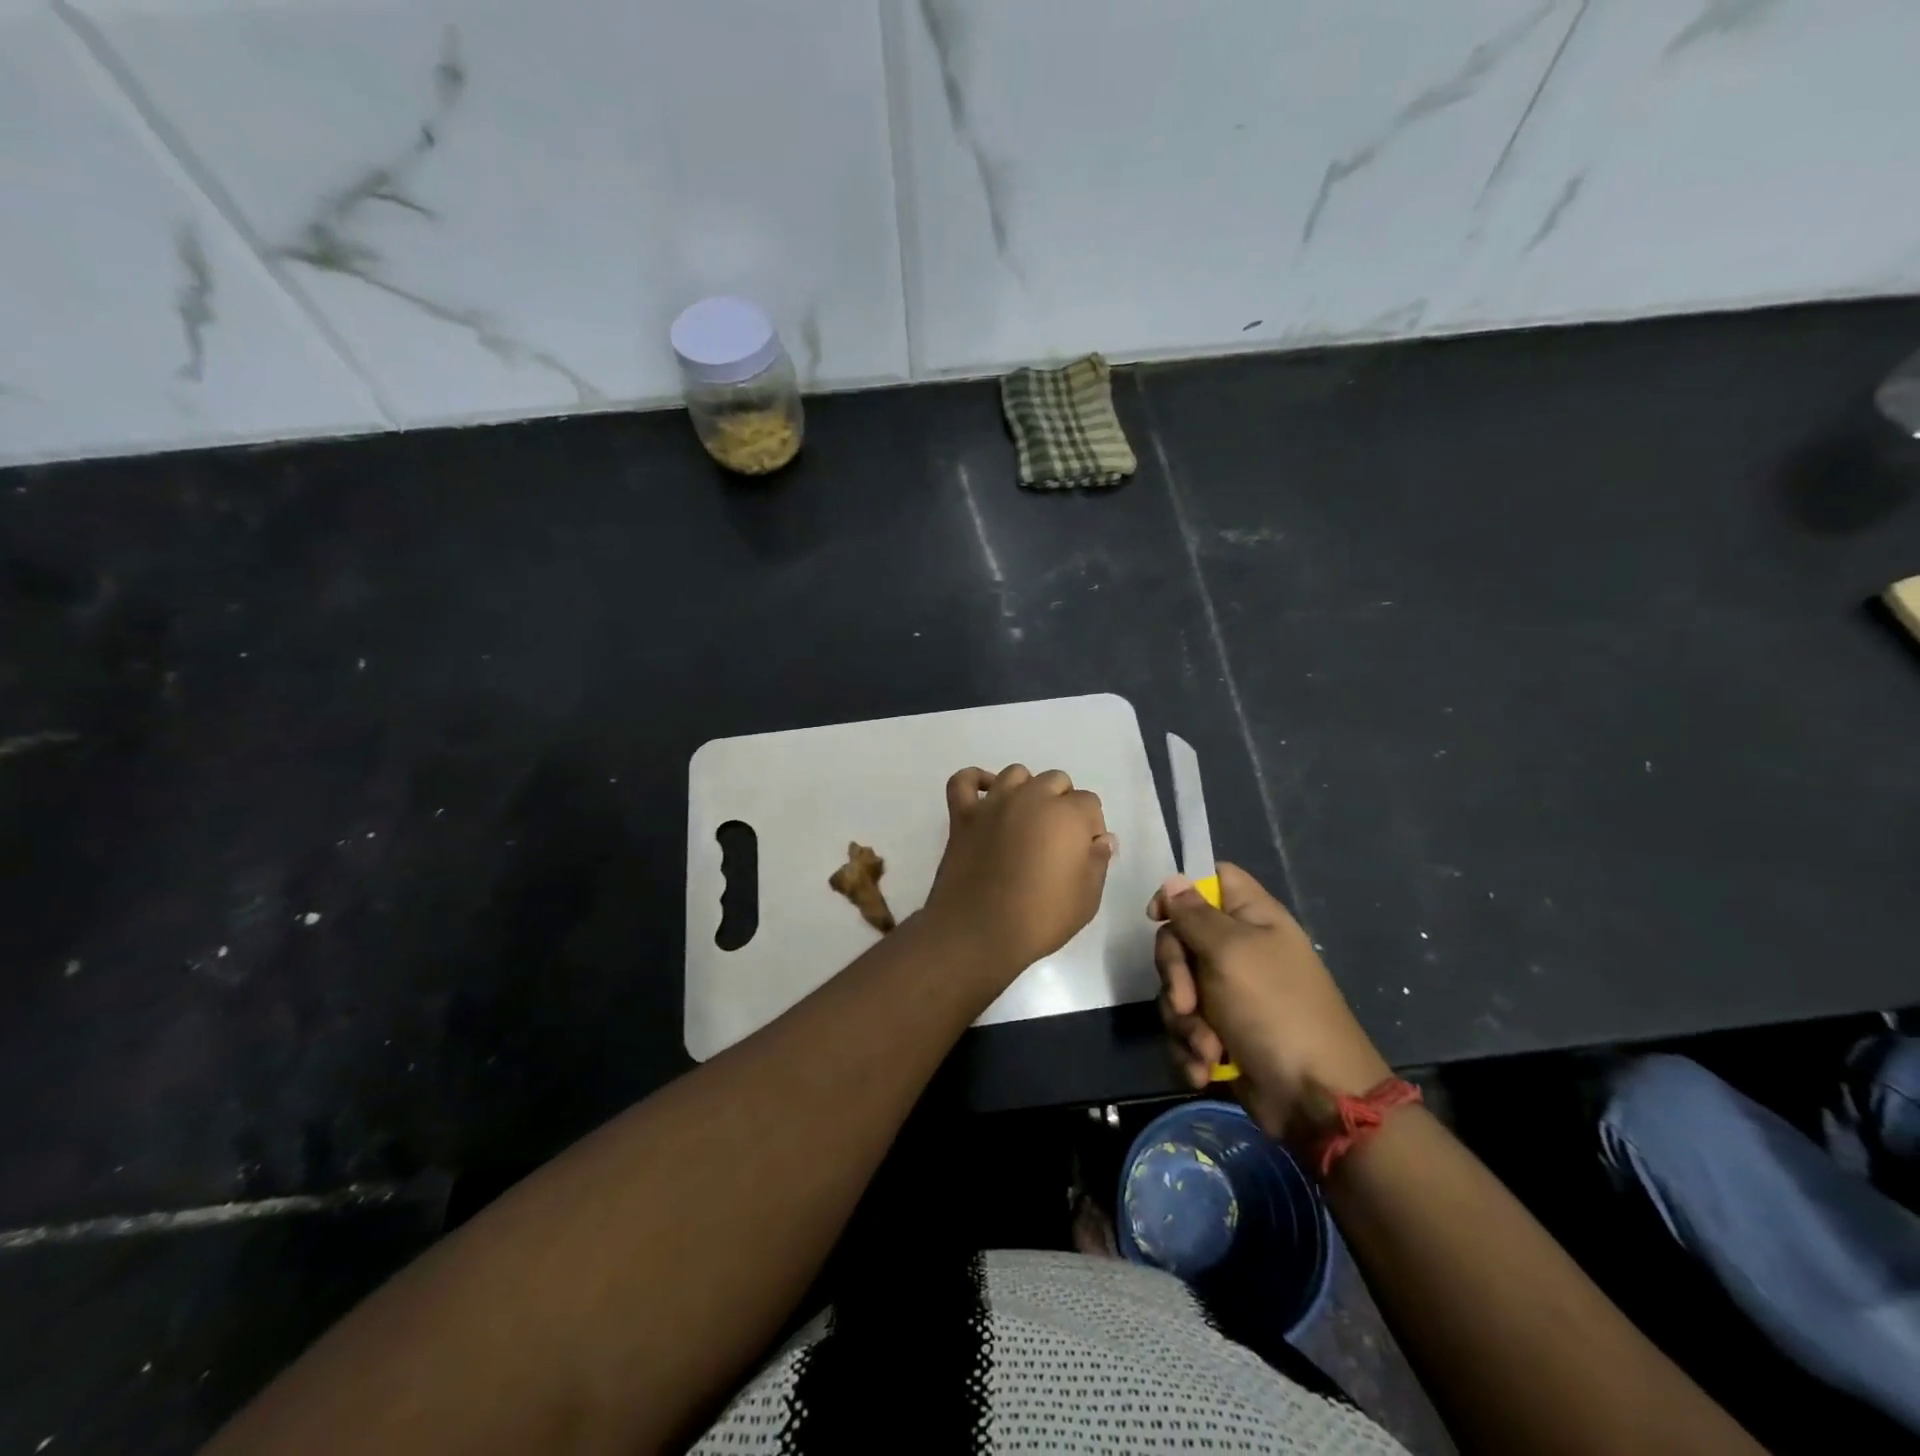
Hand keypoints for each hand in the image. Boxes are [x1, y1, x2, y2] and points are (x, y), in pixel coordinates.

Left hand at [921, 765, 1117, 980]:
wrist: (980, 931)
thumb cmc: (1041, 918)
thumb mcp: (1087, 898)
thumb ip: (1098, 861)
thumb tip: (1103, 839)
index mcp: (1067, 815)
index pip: (1089, 803)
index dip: (1091, 827)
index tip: (1084, 853)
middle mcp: (1031, 798)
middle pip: (1055, 781)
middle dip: (1063, 803)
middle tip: (1057, 840)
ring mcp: (994, 803)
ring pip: (1016, 774)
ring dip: (1026, 789)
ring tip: (1026, 819)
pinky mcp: (963, 815)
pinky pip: (965, 780)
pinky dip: (975, 781)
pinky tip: (985, 796)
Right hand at [1149, 864, 1389, 1142]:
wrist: (1315, 1101)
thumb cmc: (1276, 1011)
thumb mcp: (1230, 953)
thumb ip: (1195, 915)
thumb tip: (1174, 880)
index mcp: (1252, 919)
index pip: (1211, 880)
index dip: (1179, 893)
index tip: (1158, 917)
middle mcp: (1238, 952)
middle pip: (1179, 939)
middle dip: (1175, 976)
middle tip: (1187, 1002)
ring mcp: (1228, 995)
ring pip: (1176, 991)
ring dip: (1183, 1023)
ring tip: (1208, 1050)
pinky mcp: (1219, 1035)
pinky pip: (1183, 1030)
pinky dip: (1189, 1051)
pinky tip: (1206, 1069)